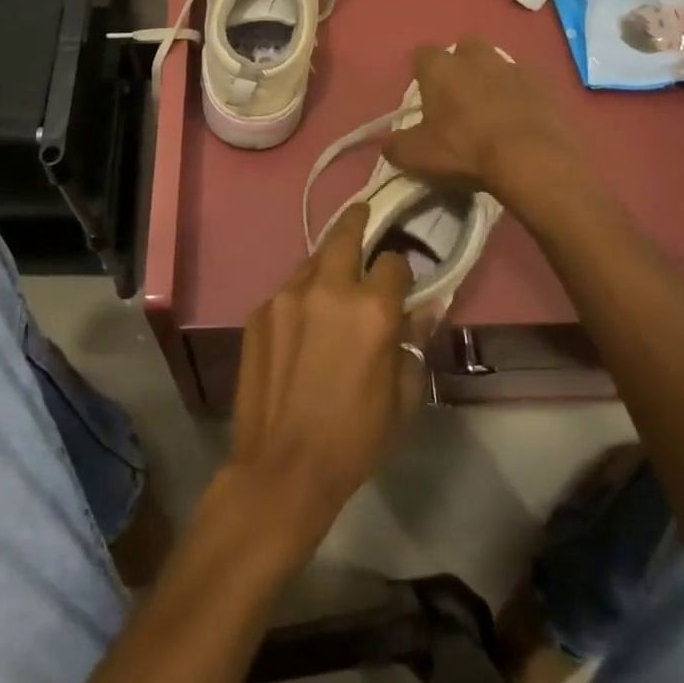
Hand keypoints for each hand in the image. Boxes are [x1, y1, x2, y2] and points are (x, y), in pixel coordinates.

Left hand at [228, 201, 432, 552]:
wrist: (283, 469)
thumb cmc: (355, 438)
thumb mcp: (403, 396)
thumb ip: (413, 341)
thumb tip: (424, 308)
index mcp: (372, 308)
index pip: (393, 261)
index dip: (401, 269)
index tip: (400, 281)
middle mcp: (328, 288)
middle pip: (345, 233)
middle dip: (358, 220)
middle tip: (364, 214)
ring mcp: (287, 296)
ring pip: (312, 259)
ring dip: (327, 262)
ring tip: (333, 277)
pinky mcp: (259, 311)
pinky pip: (287, 290)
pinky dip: (301, 296)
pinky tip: (302, 322)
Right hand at [384, 36, 594, 222]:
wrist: (532, 158)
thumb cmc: (465, 149)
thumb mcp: (418, 156)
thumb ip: (396, 145)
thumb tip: (388, 142)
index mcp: (441, 68)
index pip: (423, 54)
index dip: (423, 71)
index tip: (426, 93)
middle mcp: (475, 57)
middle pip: (465, 47)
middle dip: (462, 64)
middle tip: (460, 96)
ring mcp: (512, 67)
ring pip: (497, 63)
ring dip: (493, 79)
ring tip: (493, 110)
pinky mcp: (543, 84)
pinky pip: (525, 84)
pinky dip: (520, 96)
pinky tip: (520, 120)